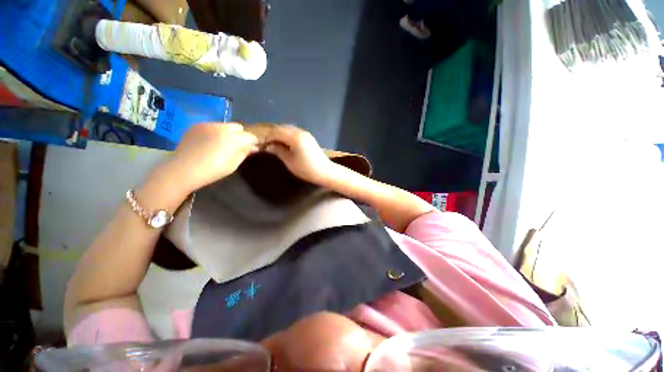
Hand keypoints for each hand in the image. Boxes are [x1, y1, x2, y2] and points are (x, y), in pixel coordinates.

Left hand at [167, 123, 258, 192]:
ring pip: (225, 125)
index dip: (253, 142)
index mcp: (231, 138)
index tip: (253, 148)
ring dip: (229, 133)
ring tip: (223, 144)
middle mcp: (220, 127)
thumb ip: (244, 152)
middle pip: (238, 127)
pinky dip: (216, 132)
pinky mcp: (196, 125)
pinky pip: (213, 125)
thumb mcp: (233, 164)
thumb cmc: (212, 171)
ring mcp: (207, 125)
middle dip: (241, 135)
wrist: (182, 170)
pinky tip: (211, 142)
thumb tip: (254, 147)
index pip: (249, 136)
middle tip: (238, 146)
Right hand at [264, 126, 333, 183]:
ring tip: (274, 145)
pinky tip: (285, 144)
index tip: (261, 145)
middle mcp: (300, 132)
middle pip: (282, 128)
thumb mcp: (289, 161)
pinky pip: (294, 133)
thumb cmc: (306, 169)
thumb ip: (278, 151)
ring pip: (288, 129)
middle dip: (273, 134)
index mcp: (294, 137)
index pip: (276, 132)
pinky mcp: (309, 138)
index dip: (267, 137)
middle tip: (267, 144)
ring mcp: (305, 134)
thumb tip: (268, 146)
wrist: (325, 172)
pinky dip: (287, 136)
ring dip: (280, 135)